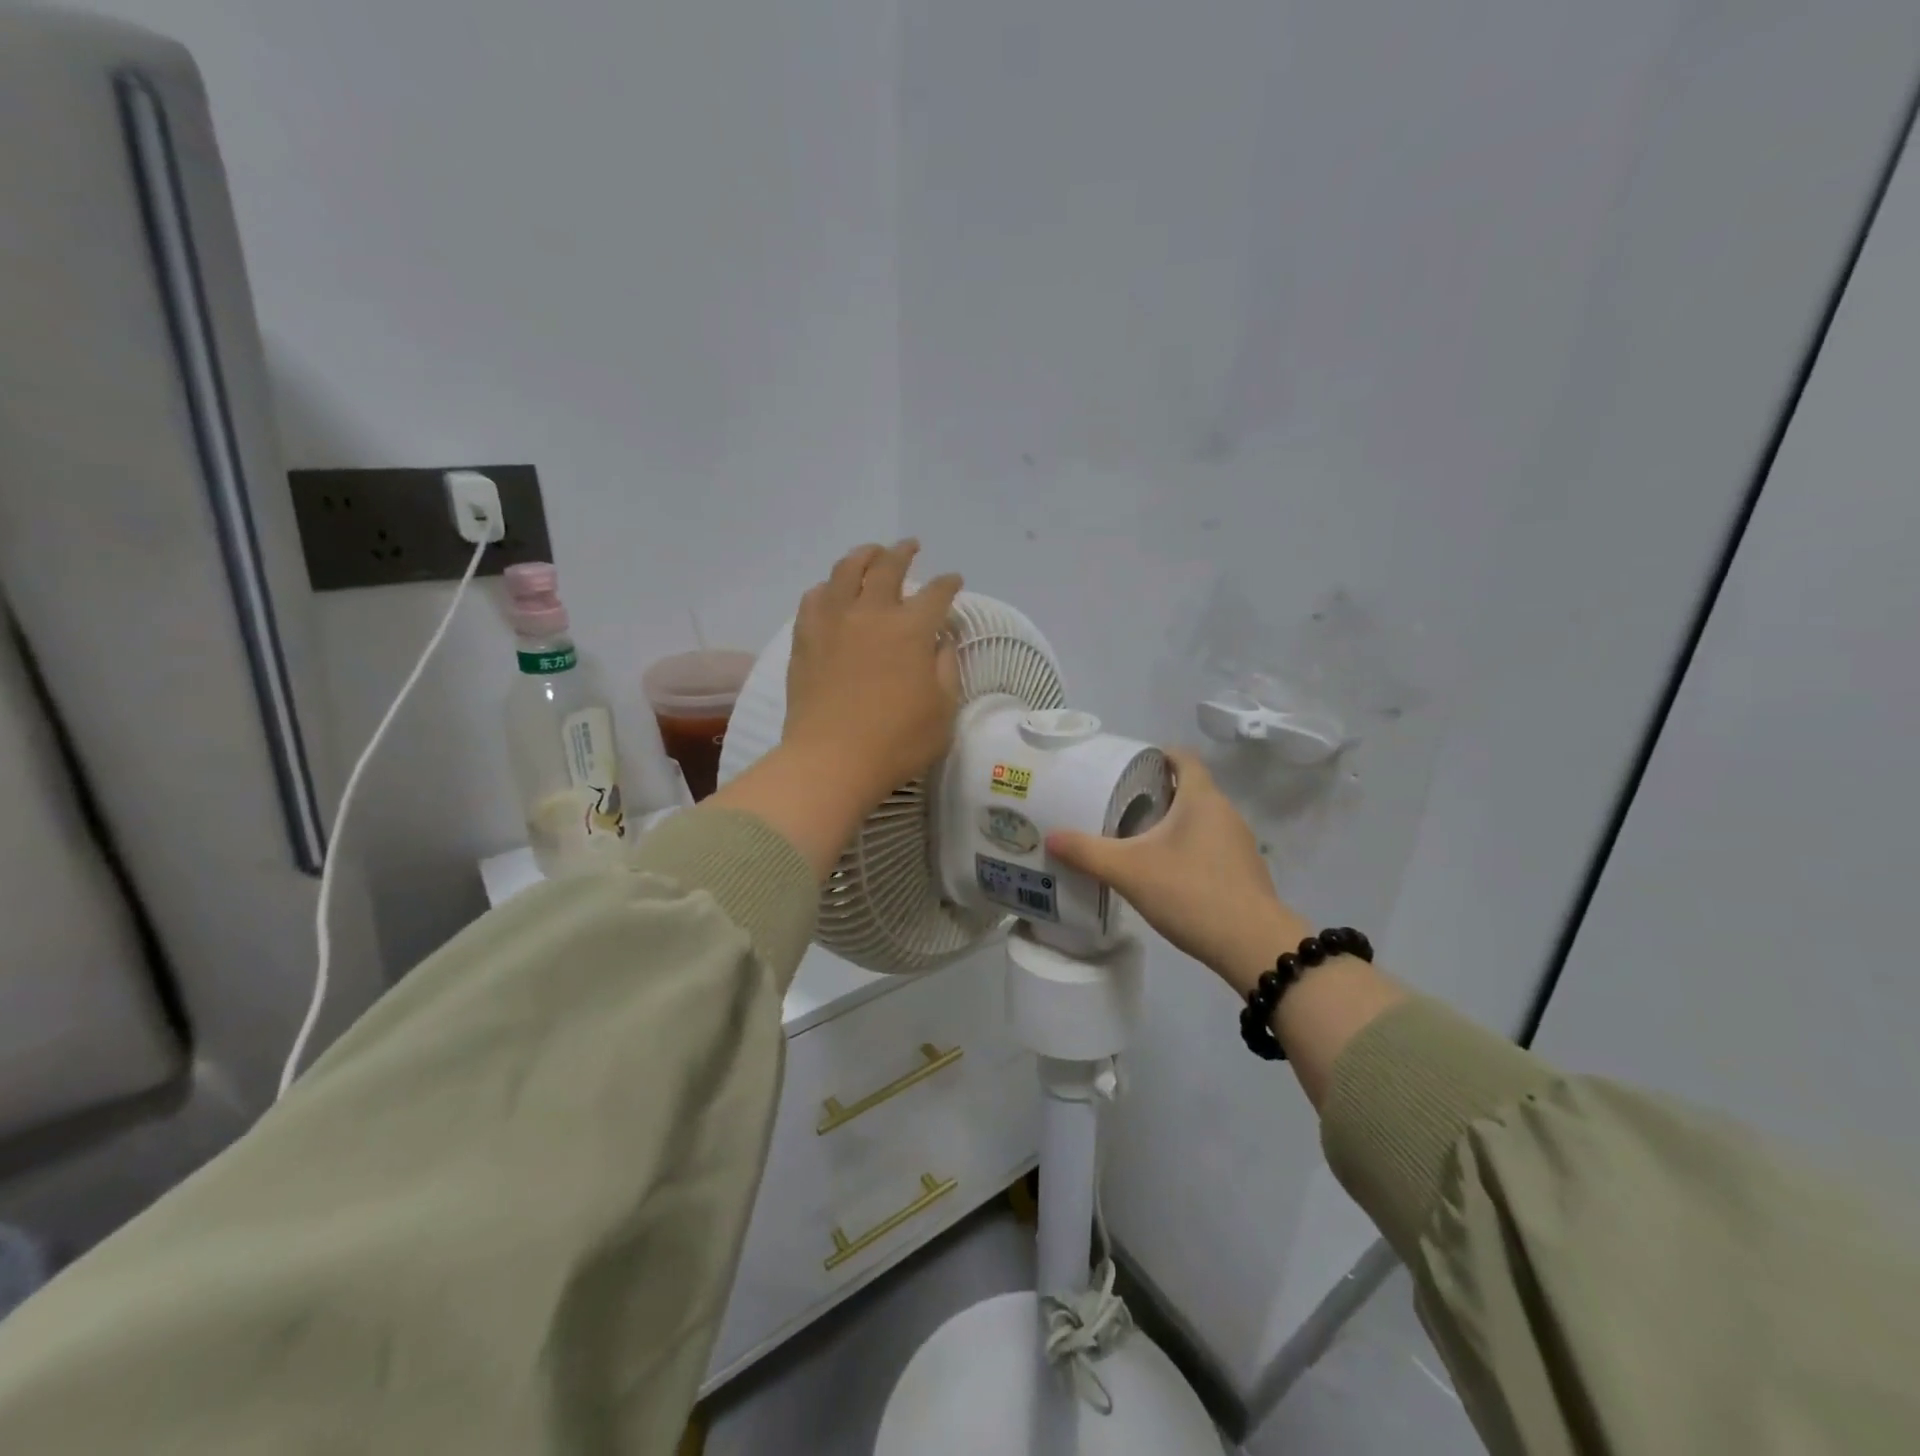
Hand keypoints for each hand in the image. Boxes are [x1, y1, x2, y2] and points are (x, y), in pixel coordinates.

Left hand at [783, 540, 963, 807]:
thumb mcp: (943, 711)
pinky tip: (831, 591)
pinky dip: (827, 586)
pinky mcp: (805, 638)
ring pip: (846, 571)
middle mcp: (871, 613)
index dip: (948, 584)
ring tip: (870, 553)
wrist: (831, 760)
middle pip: (888, 567)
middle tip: (910, 546)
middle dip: (903, 552)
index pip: (936, 593)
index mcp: (911, 630)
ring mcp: (833, 622)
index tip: (954, 581)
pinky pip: (814, 597)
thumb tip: (941, 641)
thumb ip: (947, 669)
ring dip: (863, 556)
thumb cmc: (897, 742)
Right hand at [1047, 748, 1308, 994]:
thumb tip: (1050, 837)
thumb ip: (1087, 852)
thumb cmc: (1190, 892)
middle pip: (1189, 788)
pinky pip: (1209, 845)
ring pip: (1199, 819)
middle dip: (1156, 792)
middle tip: (1118, 804)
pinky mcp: (1243, 871)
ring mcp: (1238, 843)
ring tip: (1135, 837)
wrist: (1253, 946)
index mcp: (1201, 798)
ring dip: (1171, 822)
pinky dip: (1186, 847)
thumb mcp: (1128, 871)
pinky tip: (1164, 870)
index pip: (1183, 758)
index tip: (1127, 766)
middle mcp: (1225, 812)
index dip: (1157, 755)